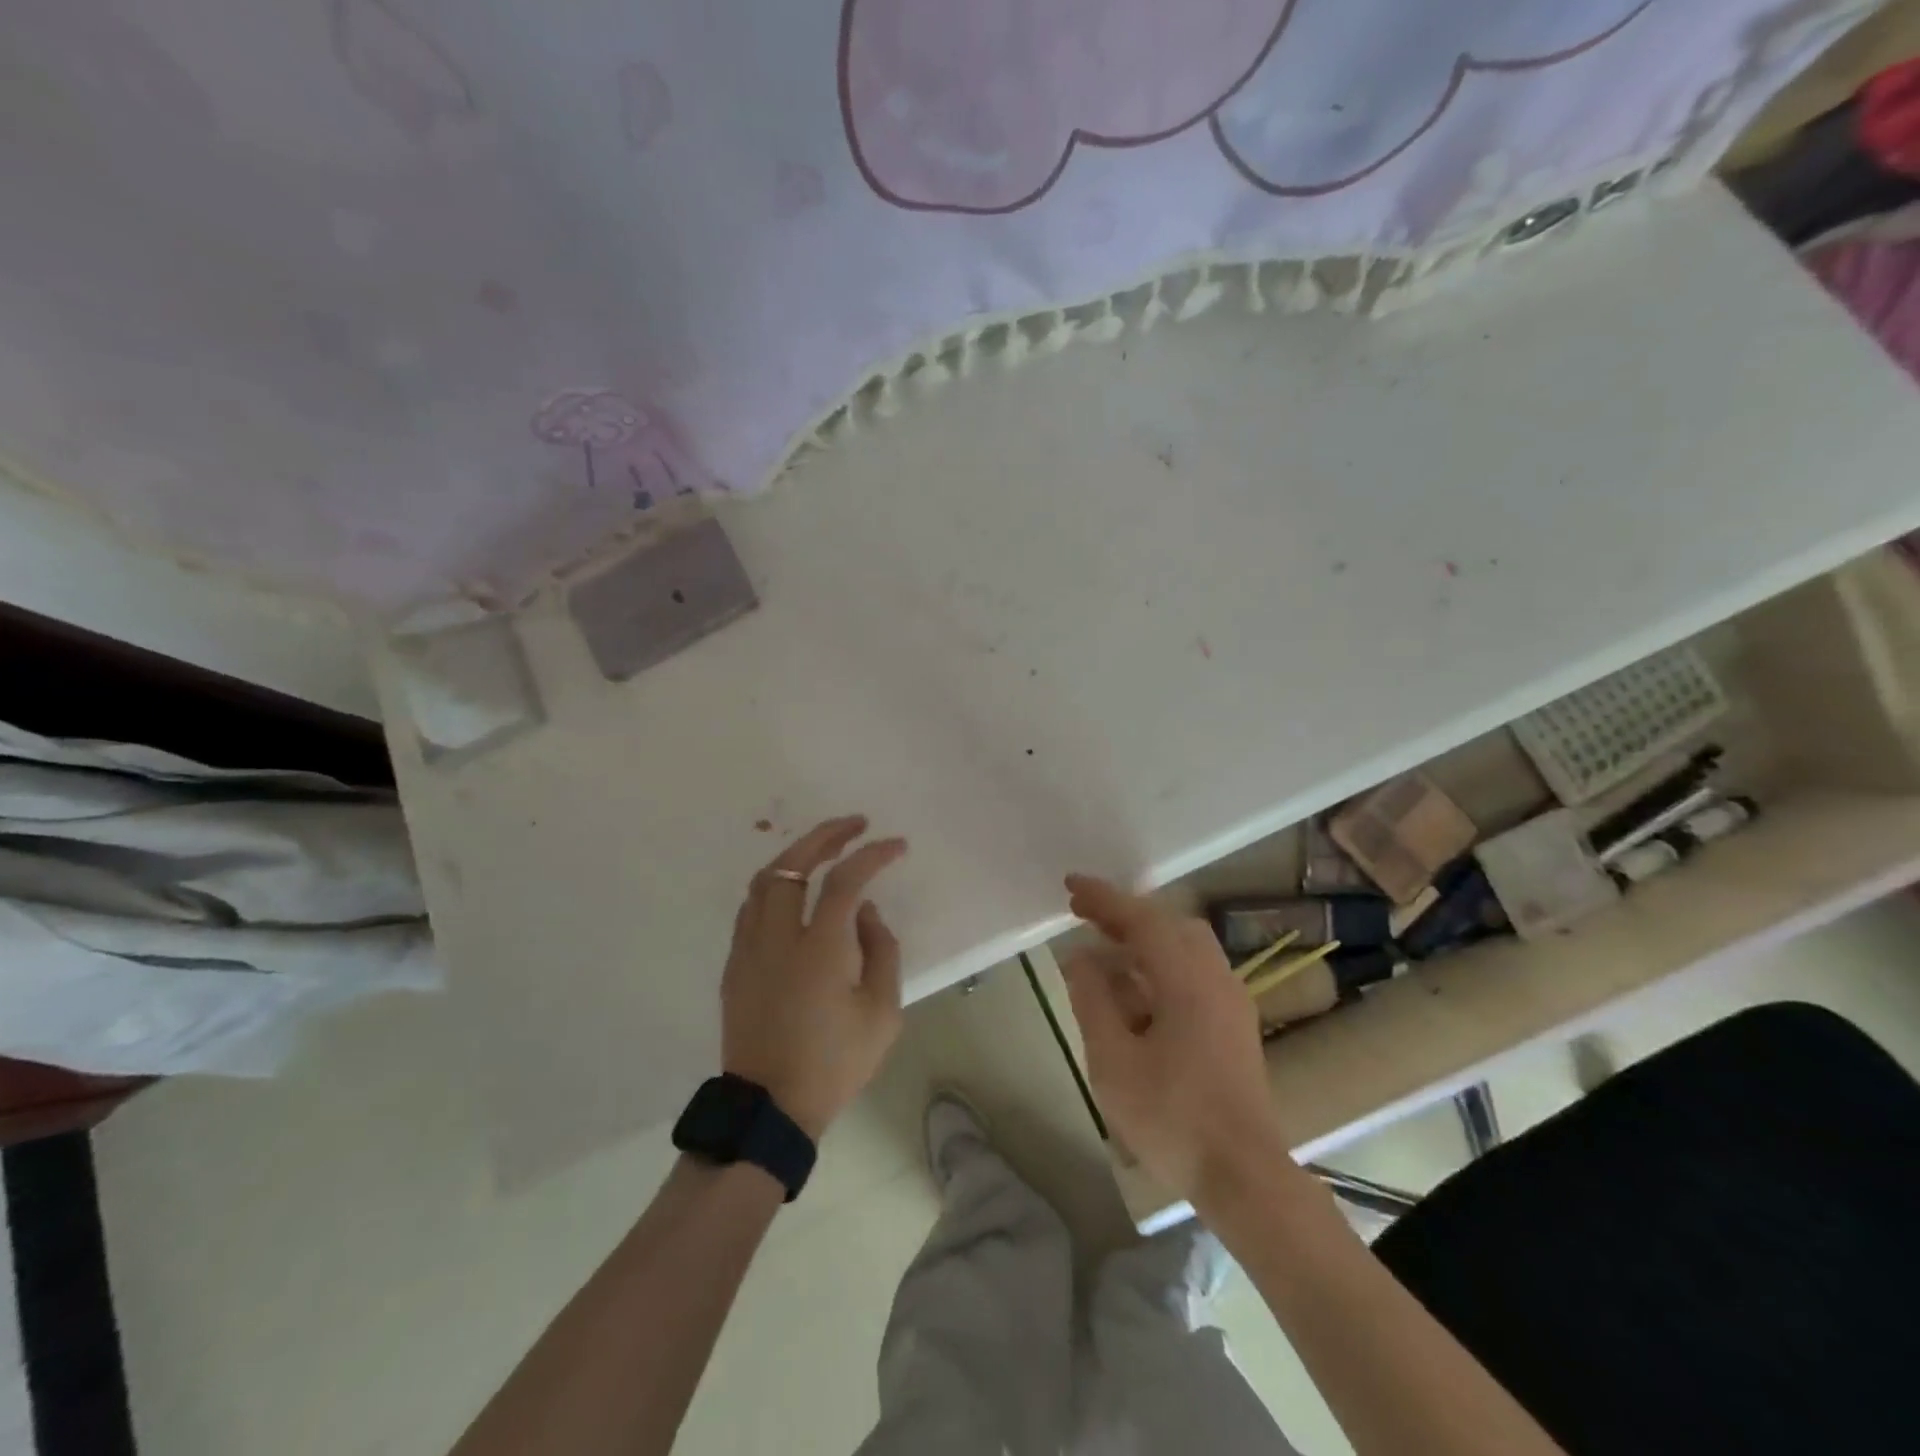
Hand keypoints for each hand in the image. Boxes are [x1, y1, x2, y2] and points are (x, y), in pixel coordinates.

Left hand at [721, 816, 907, 1138]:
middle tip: (854, 824)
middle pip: (792, 864)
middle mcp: (778, 938)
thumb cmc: (834, 1063)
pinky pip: (752, 908)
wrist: (770, 1109)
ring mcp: (749, 949)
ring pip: (763, 881)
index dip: (872, 855)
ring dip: (795, 855)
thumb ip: (881, 951)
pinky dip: (775, 885)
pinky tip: (794, 891)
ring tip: (823, 849)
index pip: (845, 881)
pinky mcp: (735, 965)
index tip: (896, 845)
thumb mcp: (882, 1014)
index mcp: (819, 949)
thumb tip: (865, 913)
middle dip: (825, 835)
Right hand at [1061, 874, 1288, 1204]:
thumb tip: (1080, 956)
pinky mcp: (1234, 1024)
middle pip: (1168, 925)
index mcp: (1188, 980)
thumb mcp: (1114, 1060)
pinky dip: (1160, 965)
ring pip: (1185, 947)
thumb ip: (1093, 999)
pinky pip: (1194, 972)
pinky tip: (1135, 991)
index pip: (1142, 919)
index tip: (1071, 885)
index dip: (1104, 899)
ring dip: (1143, 940)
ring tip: (1104, 951)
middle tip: (1083, 916)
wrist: (1244, 1177)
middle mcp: (1215, 978)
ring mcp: (1231, 1001)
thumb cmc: (1173, 1118)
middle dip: (1124, 915)